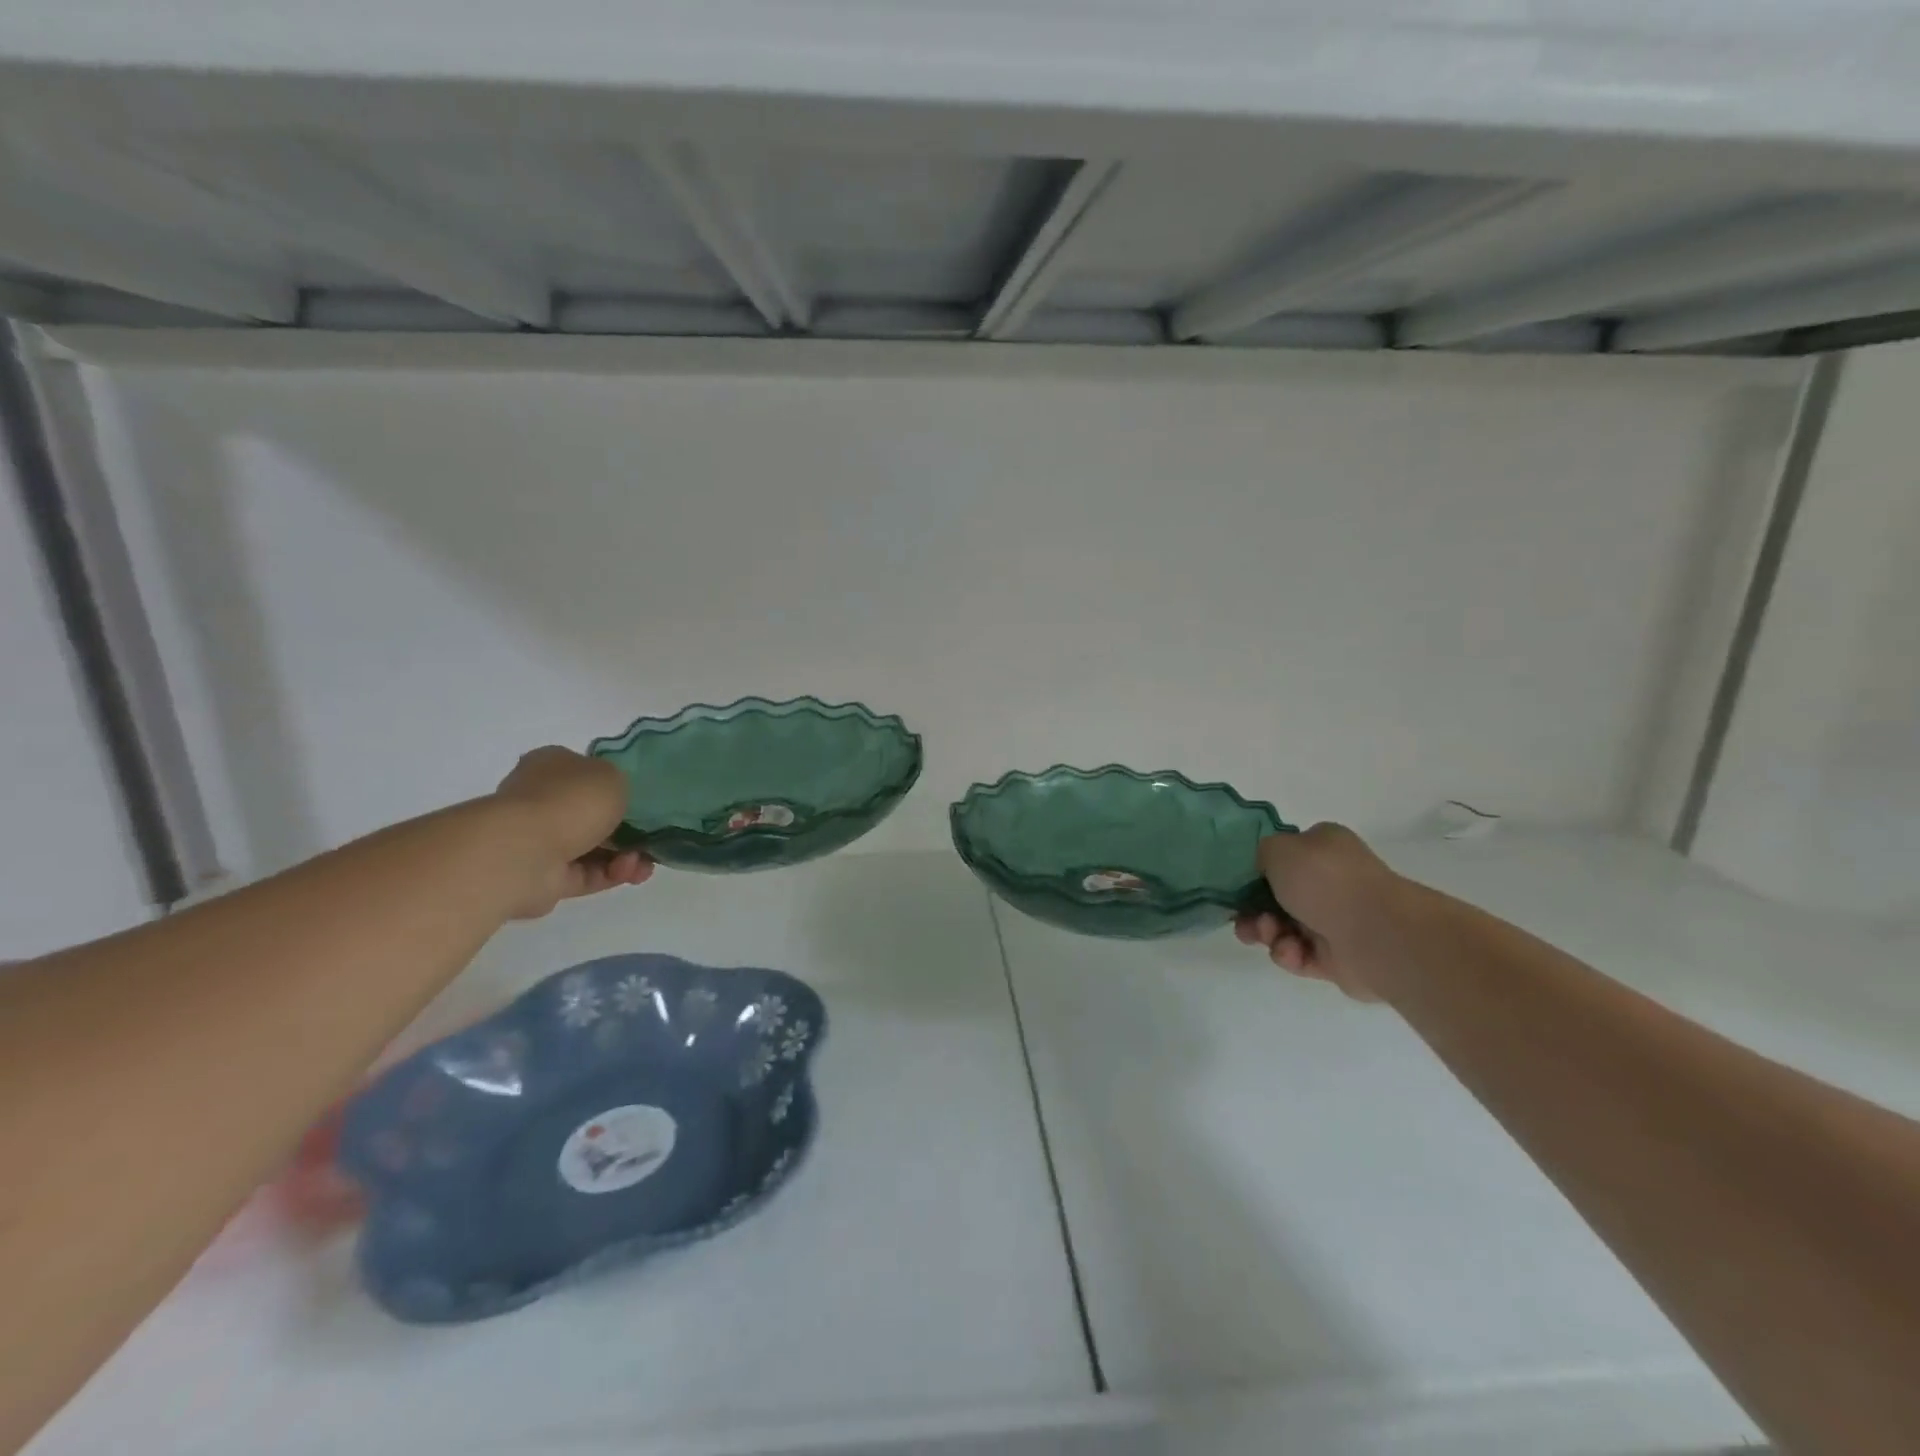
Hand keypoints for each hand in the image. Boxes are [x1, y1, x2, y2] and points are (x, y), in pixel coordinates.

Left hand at [492, 747, 653, 918]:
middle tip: (653, 836)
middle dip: (628, 828)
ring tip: (644, 863)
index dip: (618, 788)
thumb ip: (620, 784)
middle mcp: (541, 800)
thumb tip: (613, 801)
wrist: (525, 852)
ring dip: (625, 855)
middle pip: (593, 815)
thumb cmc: (570, 801)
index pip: (586, 773)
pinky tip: (632, 873)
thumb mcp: (613, 776)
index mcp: (551, 765)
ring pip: (594, 847)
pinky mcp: (544, 877)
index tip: (643, 802)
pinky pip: (588, 874)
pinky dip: (613, 874)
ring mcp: (540, 841)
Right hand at [1234, 823, 1402, 1001]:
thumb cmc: (1325, 881)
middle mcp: (1333, 882)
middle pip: (1277, 896)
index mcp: (1324, 849)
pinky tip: (1292, 952)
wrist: (1376, 934)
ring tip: (1270, 935)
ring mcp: (1337, 921)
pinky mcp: (1337, 959)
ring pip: (1284, 927)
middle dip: (1255, 909)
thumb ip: (1261, 853)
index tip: (1238, 886)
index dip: (1257, 872)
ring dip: (1267, 932)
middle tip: (1244, 919)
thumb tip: (1266, 870)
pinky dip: (1289, 954)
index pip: (1284, 856)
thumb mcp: (1279, 849)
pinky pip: (1299, 956)